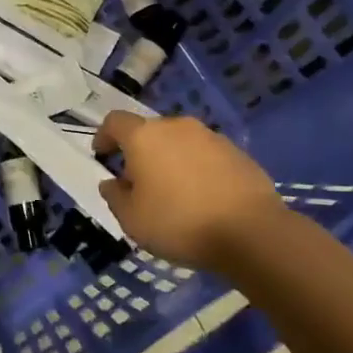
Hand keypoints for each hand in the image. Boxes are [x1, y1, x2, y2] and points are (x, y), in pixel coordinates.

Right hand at [93, 112, 286, 269]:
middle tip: (139, 183)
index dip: (104, 136)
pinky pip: (206, 156)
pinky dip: (198, 169)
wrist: (250, 231)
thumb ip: (115, 197)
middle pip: (150, 132)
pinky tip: (203, 198)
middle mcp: (177, 127)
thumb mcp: (133, 220)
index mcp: (145, 137)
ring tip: (174, 193)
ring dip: (171, 160)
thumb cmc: (179, 223)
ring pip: (180, 142)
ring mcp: (210, 137)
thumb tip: (111, 183)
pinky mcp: (237, 152)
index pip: (115, 122)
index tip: (102, 155)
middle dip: (140, 153)